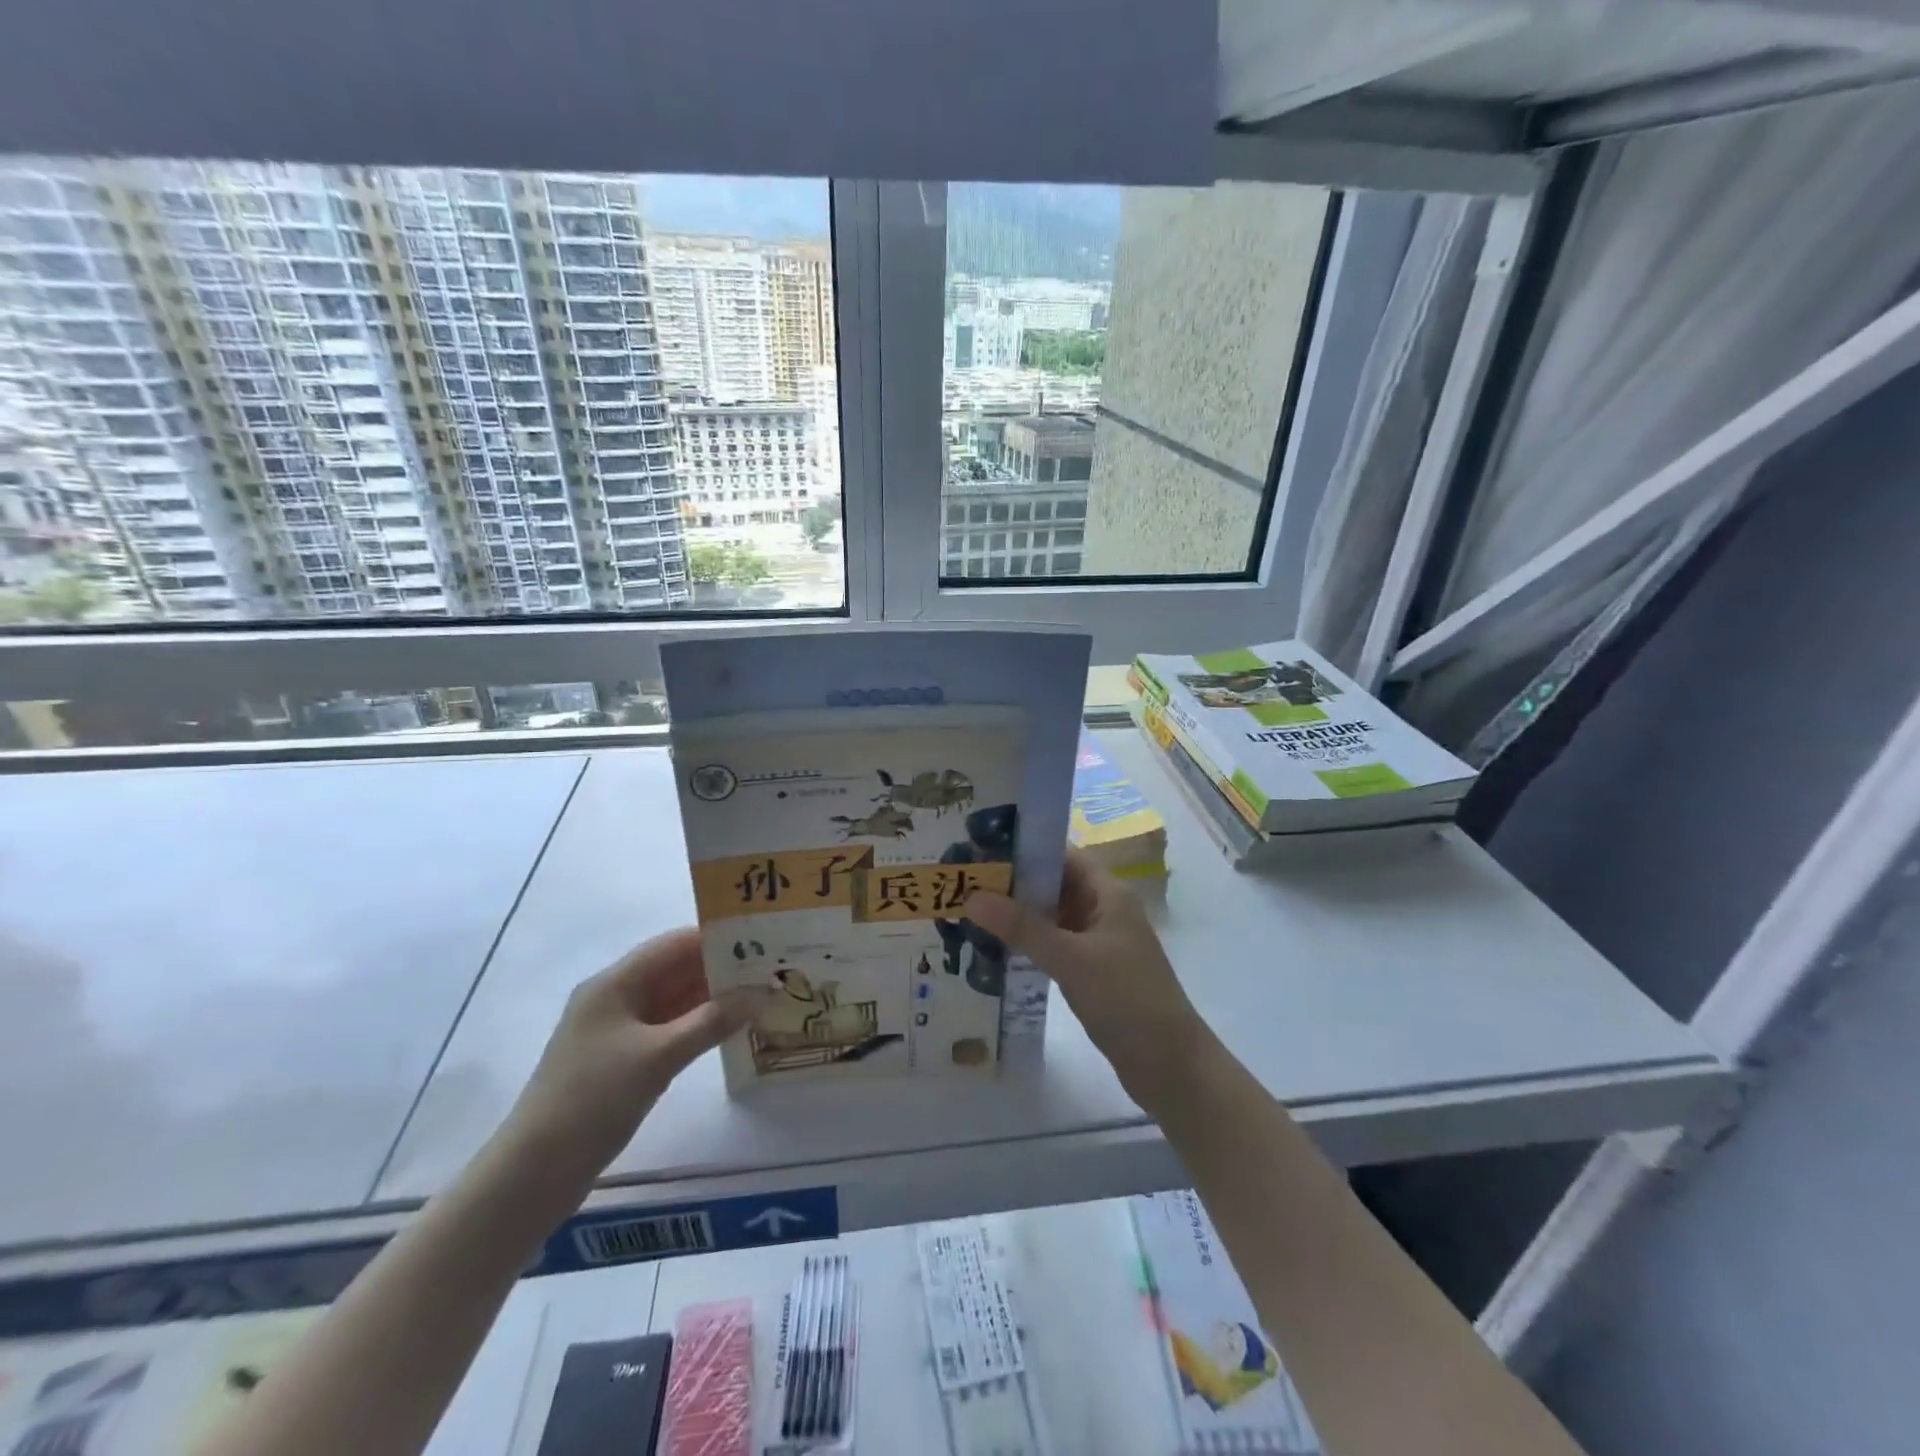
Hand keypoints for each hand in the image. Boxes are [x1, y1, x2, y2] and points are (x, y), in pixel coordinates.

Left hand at [502, 929, 758, 1182]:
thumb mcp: (658, 1057)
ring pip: (674, 1001)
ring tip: (760, 995)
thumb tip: (762, 993)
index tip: (761, 939)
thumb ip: (712, 1021)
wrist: (533, 1174)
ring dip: (712, 999)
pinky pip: (669, 1029)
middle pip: (675, 970)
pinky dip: (698, 1026)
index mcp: (614, 984)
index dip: (716, 938)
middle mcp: (615, 998)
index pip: (673, 944)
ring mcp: (617, 1031)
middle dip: (720, 969)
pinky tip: (730, 1029)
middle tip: (771, 969)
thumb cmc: (592, 1100)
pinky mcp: (622, 1061)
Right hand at [967, 851, 1210, 1116]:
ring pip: (1052, 917)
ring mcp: (1099, 943)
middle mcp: (1104, 911)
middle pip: (1054, 884)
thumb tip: (972, 896)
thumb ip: (1022, 927)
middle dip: (1014, 883)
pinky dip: (1029, 943)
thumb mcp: (1071, 959)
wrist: (1171, 1066)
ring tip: (969, 910)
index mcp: (1109, 894)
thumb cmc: (1127, 999)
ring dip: (1018, 915)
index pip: (1063, 855)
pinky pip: (1054, 945)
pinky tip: (996, 948)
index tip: (981, 847)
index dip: (1025, 848)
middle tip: (964, 881)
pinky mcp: (1092, 972)